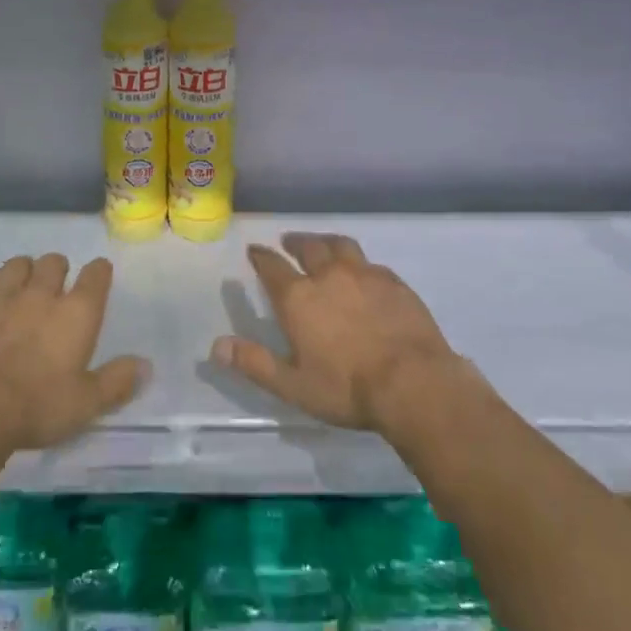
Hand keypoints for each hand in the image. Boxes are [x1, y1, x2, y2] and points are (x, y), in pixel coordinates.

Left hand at [0, 254, 147, 452]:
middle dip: (58, 269)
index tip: (98, 276)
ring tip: (23, 288)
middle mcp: (42, 294)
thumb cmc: (35, 407)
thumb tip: (146, 365)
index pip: (96, 275)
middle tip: (56, 289)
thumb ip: (117, 382)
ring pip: (19, 264)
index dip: (99, 272)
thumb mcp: (85, 404)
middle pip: (54, 261)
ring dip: (25, 271)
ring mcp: (4, 295)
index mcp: (77, 313)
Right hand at [213, 233, 462, 431]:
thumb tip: (216, 346)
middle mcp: (328, 275)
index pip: (272, 266)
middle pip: (308, 247)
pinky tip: (363, 272)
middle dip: (294, 243)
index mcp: (299, 297)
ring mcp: (364, 274)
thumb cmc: (347, 388)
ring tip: (322, 245)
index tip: (254, 250)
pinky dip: (358, 262)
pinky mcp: (394, 282)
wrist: (414, 383)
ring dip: (325, 242)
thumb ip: (254, 363)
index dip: (260, 256)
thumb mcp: (293, 384)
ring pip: (340, 245)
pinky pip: (370, 262)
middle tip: (288, 242)